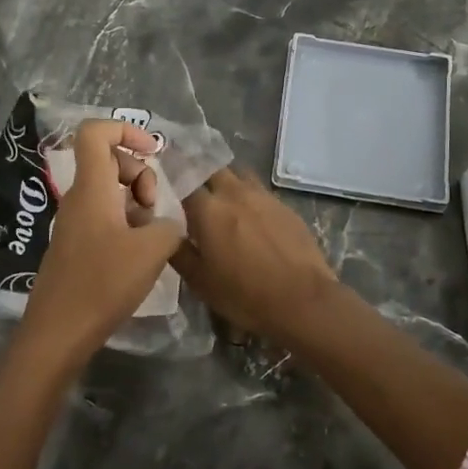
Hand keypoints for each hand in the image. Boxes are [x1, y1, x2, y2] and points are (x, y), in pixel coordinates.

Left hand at [17, 120, 183, 371]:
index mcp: (92, 188)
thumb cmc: (102, 284)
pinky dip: (125, 223)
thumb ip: (168, 225)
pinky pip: (103, 216)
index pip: (95, 132)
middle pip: (108, 160)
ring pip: (108, 190)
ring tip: (149, 234)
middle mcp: (78, 198)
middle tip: (152, 206)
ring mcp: (74, 222)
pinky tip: (137, 254)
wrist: (58, 332)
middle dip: (139, 173)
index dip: (125, 129)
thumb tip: (164, 224)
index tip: (152, 151)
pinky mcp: (76, 245)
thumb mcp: (152, 251)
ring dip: (135, 202)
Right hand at [172, 167, 338, 342]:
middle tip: (193, 194)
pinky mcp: (284, 206)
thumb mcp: (199, 281)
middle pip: (211, 169)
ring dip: (226, 182)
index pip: (182, 181)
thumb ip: (178, 251)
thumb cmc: (244, 294)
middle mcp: (234, 192)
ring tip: (222, 202)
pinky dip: (249, 197)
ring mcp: (263, 196)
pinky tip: (251, 218)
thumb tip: (165, 231)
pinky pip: (259, 191)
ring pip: (238, 175)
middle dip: (199, 176)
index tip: (165, 191)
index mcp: (208, 208)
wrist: (302, 300)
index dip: (172, 184)